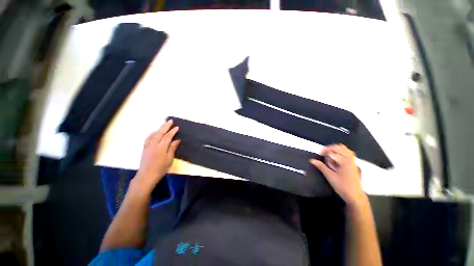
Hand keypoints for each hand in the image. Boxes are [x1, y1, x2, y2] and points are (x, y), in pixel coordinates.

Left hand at [132, 120, 179, 193]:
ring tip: (163, 125)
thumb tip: (176, 140)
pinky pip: (148, 138)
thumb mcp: (169, 159)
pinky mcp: (144, 149)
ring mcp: (148, 146)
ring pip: (153, 135)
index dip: (172, 131)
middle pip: (160, 133)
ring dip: (159, 129)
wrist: (146, 176)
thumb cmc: (160, 169)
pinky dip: (151, 134)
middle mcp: (153, 145)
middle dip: (165, 126)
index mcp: (161, 148)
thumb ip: (172, 149)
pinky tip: (154, 133)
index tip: (177, 127)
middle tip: (170, 121)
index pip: (167, 137)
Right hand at [310, 144, 365, 205]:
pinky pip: (348, 153)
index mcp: (345, 162)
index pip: (333, 151)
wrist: (355, 196)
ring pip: (345, 149)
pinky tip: (336, 157)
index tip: (319, 153)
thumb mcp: (330, 176)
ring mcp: (353, 161)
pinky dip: (341, 152)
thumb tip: (312, 160)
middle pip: (340, 147)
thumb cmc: (342, 186)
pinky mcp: (353, 164)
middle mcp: (350, 159)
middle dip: (330, 148)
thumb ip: (321, 167)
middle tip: (323, 153)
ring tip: (329, 154)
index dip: (325, 151)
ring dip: (335, 149)